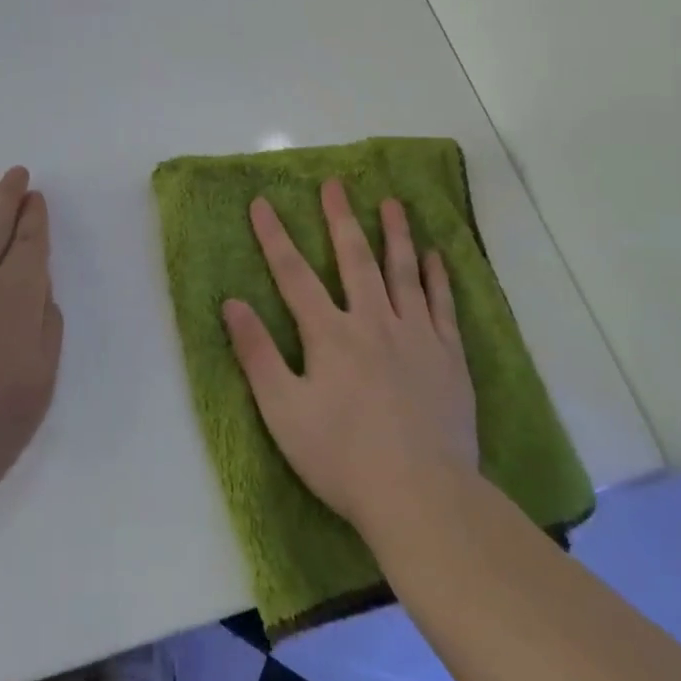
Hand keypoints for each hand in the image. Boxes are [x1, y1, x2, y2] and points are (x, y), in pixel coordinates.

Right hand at [223, 179, 478, 535]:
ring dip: (395, 234)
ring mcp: (416, 335)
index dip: (274, 236)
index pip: (293, 273)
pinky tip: (434, 255)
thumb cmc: (342, 457)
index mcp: (330, 333)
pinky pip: (442, 305)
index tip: (262, 202)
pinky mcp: (448, 357)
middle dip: (339, 218)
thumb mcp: (283, 411)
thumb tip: (232, 302)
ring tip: (392, 203)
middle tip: (335, 184)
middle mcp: (373, 321)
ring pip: (402, 271)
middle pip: (354, 258)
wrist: (422, 496)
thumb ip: (257, 353)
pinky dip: (437, 277)